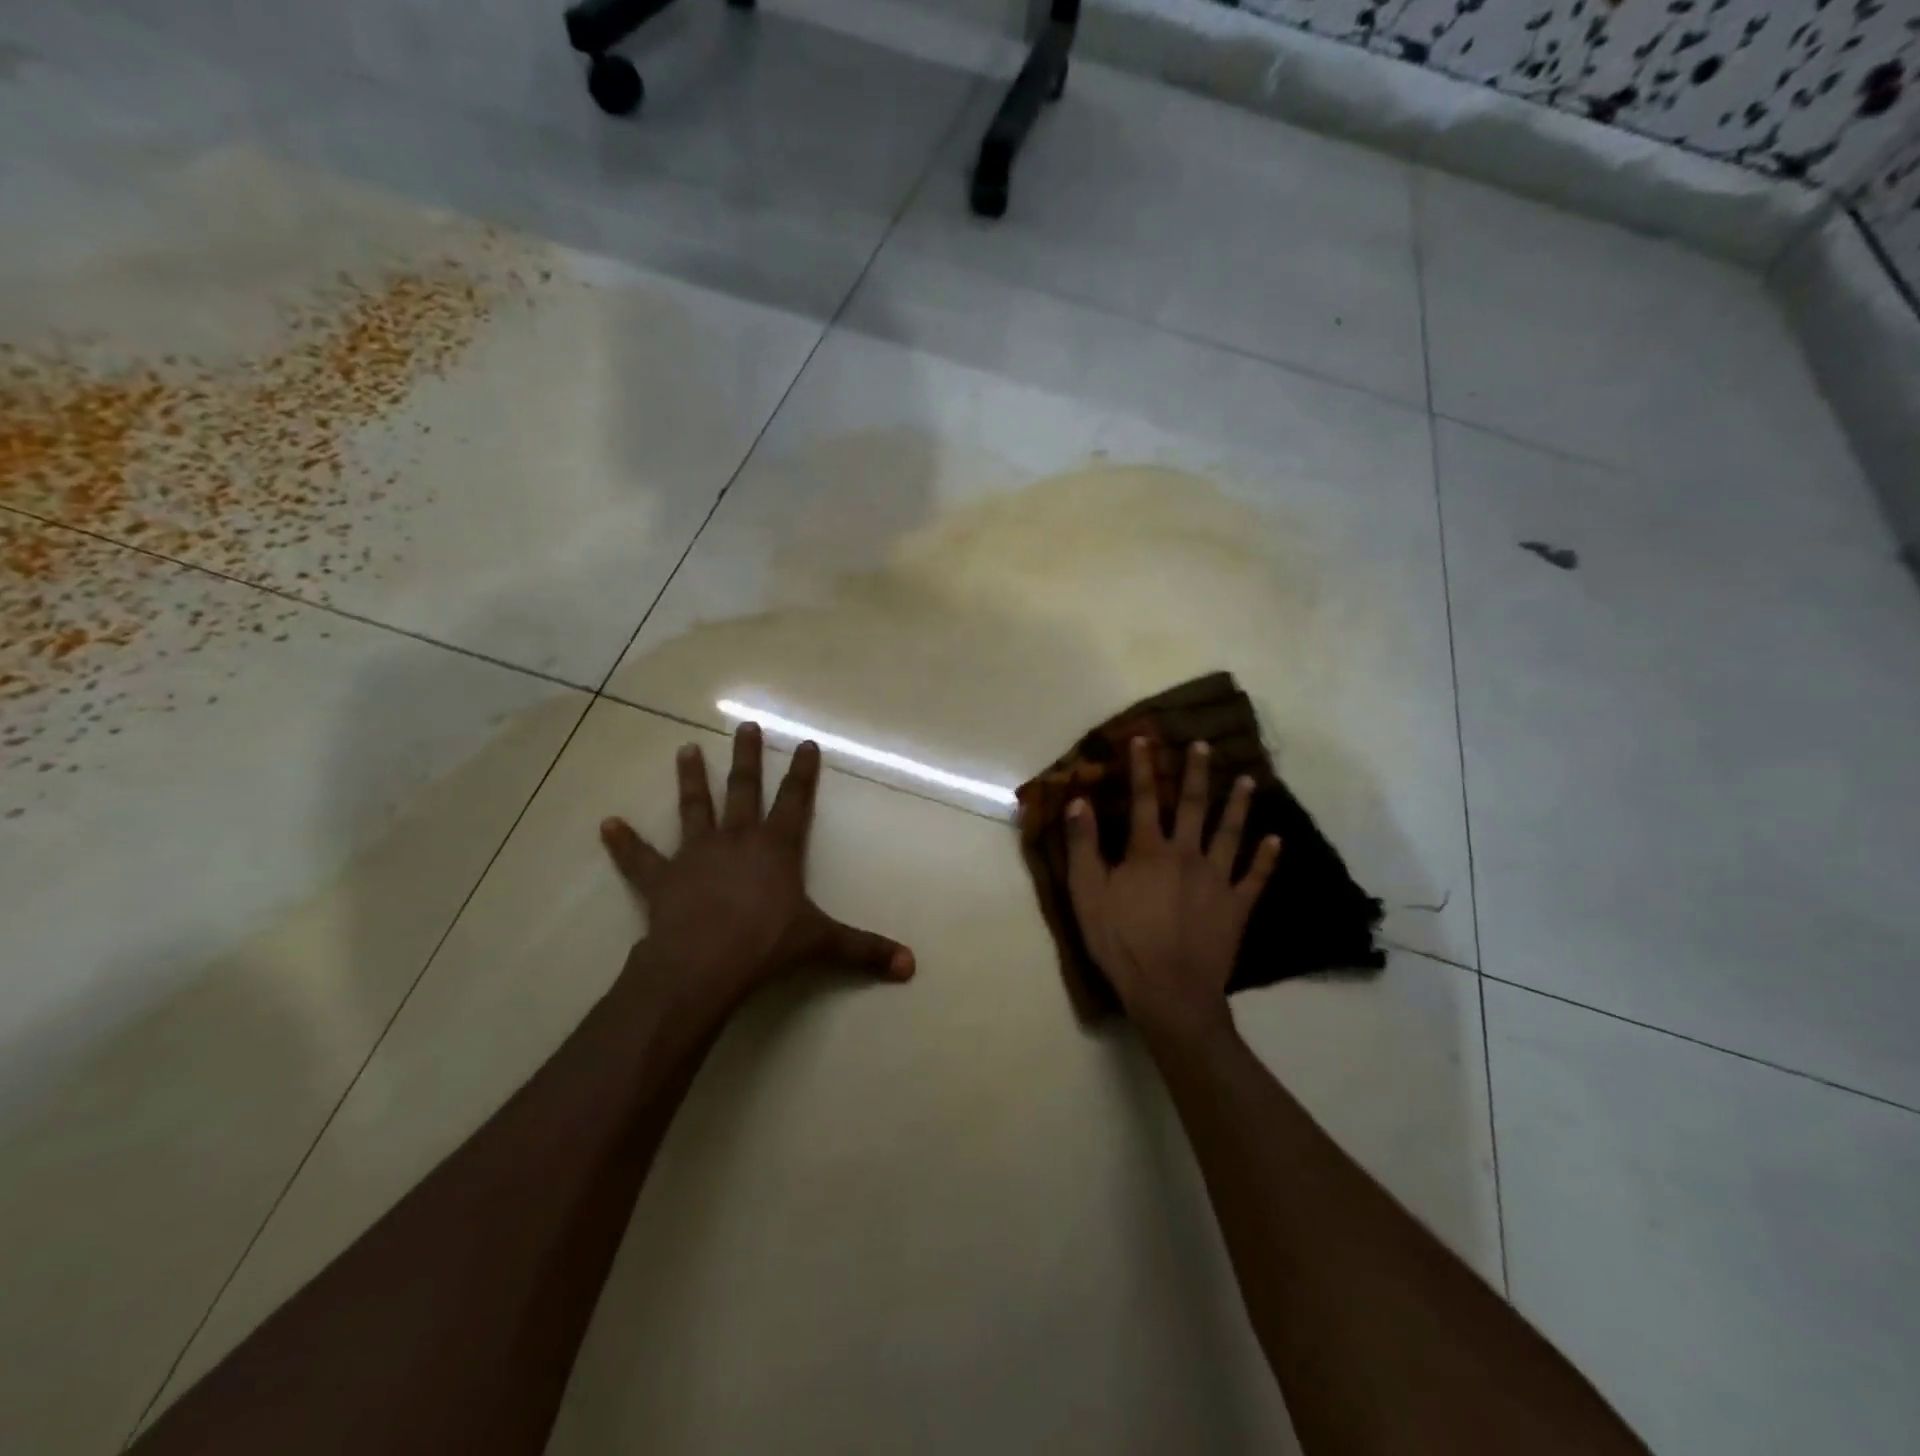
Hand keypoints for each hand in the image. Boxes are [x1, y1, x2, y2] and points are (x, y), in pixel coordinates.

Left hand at [599, 722, 914, 1012]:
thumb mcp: (822, 944)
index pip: (796, 801)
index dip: (804, 773)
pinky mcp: (663, 878)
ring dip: (691, 779)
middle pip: (744, 789)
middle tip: (745, 726)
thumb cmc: (767, 944)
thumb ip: (864, 950)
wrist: (705, 963)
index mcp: (776, 848)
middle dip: (747, 758)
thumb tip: (911, 966)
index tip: (806, 743)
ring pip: (694, 808)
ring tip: (685, 750)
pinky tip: (607, 824)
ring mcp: (697, 855)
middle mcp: (737, 840)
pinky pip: (640, 858)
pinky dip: (624, 842)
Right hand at [1065, 738, 1280, 1042]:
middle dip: (1196, 773)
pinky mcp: (1237, 907)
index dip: (1142, 768)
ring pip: (1230, 834)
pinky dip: (1266, 858)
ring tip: (1248, 780)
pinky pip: (1255, 878)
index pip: (1142, 799)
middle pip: (1192, 806)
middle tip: (1204, 746)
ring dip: (1238, 805)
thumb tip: (1079, 801)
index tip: (1145, 739)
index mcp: (1148, 851)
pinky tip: (1276, 840)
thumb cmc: (1121, 942)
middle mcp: (1186, 855)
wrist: (1169, 992)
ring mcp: (1217, 880)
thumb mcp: (1087, 894)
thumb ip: (1083, 846)